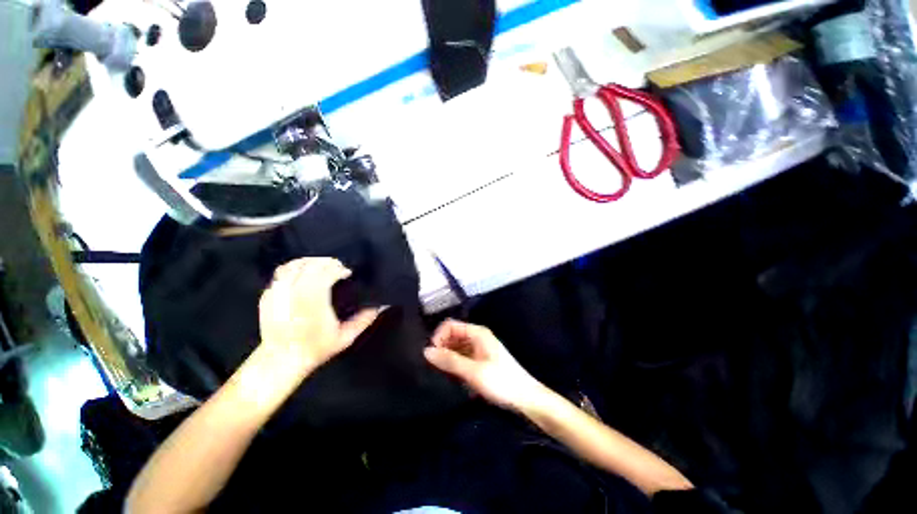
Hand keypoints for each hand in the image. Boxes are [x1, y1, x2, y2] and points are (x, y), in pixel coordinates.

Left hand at [258, 258, 380, 373]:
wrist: (281, 360)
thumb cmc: (316, 348)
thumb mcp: (346, 337)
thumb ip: (364, 320)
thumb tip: (380, 305)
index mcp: (314, 301)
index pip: (326, 272)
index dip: (339, 268)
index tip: (347, 272)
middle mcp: (294, 293)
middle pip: (311, 265)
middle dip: (327, 262)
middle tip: (338, 267)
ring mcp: (278, 293)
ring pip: (294, 265)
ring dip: (311, 261)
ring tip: (321, 266)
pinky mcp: (267, 296)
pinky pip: (281, 273)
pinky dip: (295, 268)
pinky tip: (304, 273)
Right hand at [424, 320, 546, 411]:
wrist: (525, 398)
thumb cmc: (501, 382)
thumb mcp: (473, 371)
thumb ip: (449, 360)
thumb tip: (426, 351)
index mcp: (477, 333)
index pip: (450, 325)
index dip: (438, 337)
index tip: (431, 355)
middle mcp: (477, 337)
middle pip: (452, 336)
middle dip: (441, 348)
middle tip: (435, 368)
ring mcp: (479, 349)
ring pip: (456, 347)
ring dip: (447, 358)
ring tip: (442, 374)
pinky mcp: (480, 361)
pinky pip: (462, 357)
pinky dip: (454, 364)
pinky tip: (452, 377)